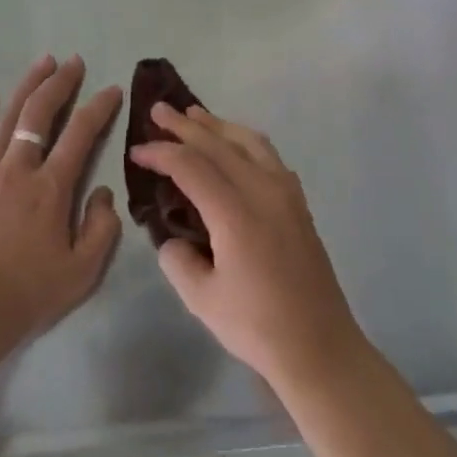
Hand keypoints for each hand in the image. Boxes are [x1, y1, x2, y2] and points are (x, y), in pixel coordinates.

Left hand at [0, 55, 122, 366]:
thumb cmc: (30, 294)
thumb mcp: (83, 270)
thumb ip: (101, 227)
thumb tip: (102, 191)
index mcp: (51, 188)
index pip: (81, 134)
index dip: (99, 107)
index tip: (112, 89)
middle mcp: (19, 170)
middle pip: (40, 114)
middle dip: (60, 83)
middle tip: (74, 62)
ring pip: (8, 119)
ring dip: (27, 87)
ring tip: (43, 62)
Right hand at [131, 104, 366, 395]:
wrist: (320, 346)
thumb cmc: (258, 326)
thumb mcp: (202, 299)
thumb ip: (177, 260)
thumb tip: (172, 240)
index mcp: (236, 213)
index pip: (191, 166)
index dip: (161, 153)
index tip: (137, 151)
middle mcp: (263, 191)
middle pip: (220, 144)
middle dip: (186, 126)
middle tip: (159, 110)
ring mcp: (286, 194)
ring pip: (249, 142)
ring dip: (219, 126)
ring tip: (194, 115)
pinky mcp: (299, 203)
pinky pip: (269, 156)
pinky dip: (245, 141)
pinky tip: (235, 147)